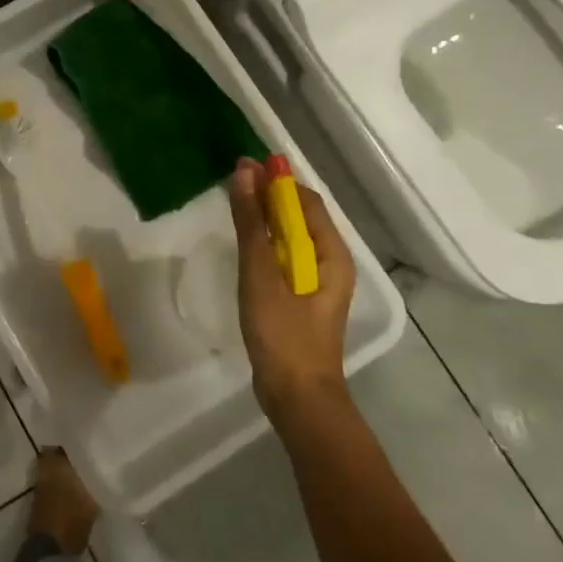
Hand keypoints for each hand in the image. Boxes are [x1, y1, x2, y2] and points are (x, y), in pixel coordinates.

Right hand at [227, 157, 355, 418]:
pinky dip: (264, 243)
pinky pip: (283, 258)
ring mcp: (315, 283)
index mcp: (331, 253)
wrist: (296, 396)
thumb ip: (252, 223)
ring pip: (290, 237)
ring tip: (233, 206)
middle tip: (232, 182)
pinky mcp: (300, 299)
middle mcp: (329, 262)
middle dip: (269, 196)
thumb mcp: (261, 273)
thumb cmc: (282, 332)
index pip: (305, 200)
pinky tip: (243, 244)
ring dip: (264, 218)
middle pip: (300, 216)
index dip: (277, 179)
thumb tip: (245, 172)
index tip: (243, 164)